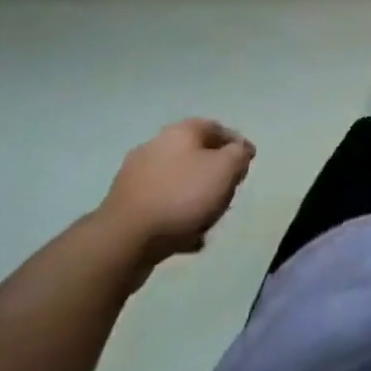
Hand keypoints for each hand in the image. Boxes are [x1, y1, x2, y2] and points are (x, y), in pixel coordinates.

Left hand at [97, 119, 254, 266]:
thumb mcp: (225, 170)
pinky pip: (160, 208)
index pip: (217, 128)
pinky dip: (176, 219)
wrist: (122, 241)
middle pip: (197, 156)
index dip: (237, 145)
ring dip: (195, 201)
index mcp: (181, 132)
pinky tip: (187, 240)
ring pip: (178, 184)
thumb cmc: (181, 196)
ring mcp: (136, 178)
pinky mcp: (124, 208)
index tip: (248, 164)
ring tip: (207, 223)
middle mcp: (157, 147)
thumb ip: (239, 155)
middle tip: (228, 194)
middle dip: (215, 176)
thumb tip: (239, 151)